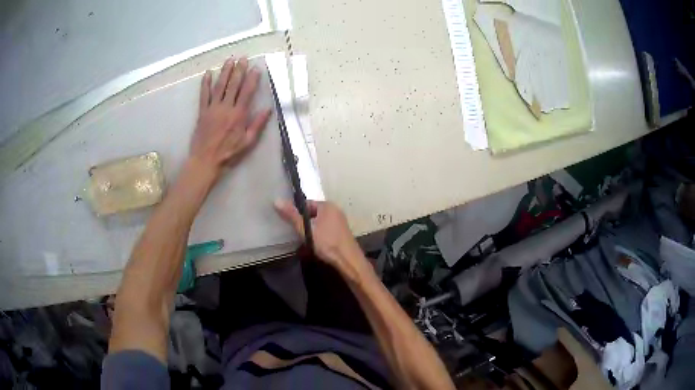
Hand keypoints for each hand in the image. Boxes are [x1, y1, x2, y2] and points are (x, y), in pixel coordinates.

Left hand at [189, 57, 271, 179]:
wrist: (205, 161)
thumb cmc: (228, 154)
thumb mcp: (247, 143)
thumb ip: (257, 125)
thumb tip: (268, 110)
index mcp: (239, 115)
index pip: (247, 92)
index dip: (252, 79)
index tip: (256, 68)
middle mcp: (226, 108)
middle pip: (233, 85)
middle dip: (239, 70)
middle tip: (243, 58)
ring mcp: (212, 108)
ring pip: (219, 86)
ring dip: (224, 72)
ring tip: (229, 60)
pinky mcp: (202, 112)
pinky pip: (203, 95)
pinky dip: (205, 84)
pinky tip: (207, 74)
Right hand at [274, 200, 368, 277]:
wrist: (348, 260)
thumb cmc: (327, 243)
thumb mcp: (306, 230)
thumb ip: (292, 216)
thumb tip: (277, 200)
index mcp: (327, 205)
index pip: (306, 203)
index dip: (296, 212)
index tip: (289, 223)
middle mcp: (335, 210)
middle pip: (312, 213)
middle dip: (304, 222)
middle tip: (295, 233)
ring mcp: (340, 221)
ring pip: (319, 222)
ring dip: (311, 229)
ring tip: (304, 239)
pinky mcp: (342, 232)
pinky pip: (326, 228)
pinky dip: (319, 234)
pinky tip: (315, 244)